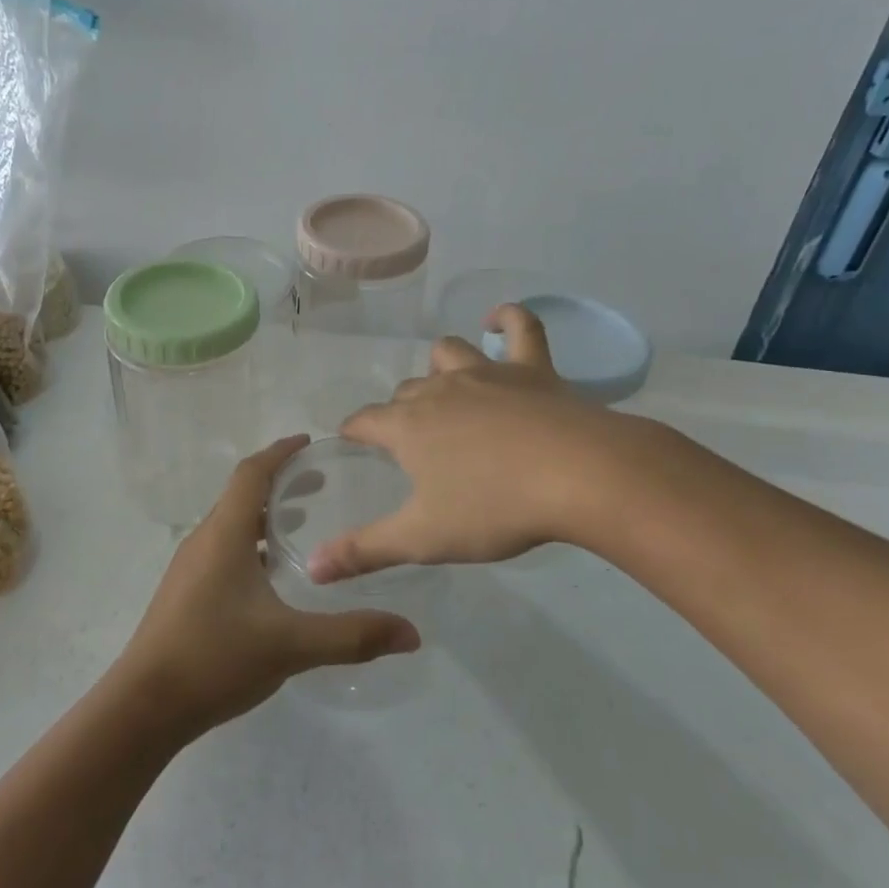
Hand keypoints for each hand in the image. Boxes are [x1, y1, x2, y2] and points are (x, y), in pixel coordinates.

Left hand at [116, 436, 421, 734]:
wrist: (143, 707)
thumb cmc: (214, 659)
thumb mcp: (290, 645)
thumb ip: (352, 635)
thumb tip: (411, 633)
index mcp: (224, 534)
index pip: (251, 473)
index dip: (280, 452)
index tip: (309, 442)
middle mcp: (203, 541)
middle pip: (241, 494)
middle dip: (280, 482)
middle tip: (322, 485)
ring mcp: (190, 568)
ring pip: (231, 524)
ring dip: (265, 515)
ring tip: (303, 524)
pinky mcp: (185, 593)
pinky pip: (223, 549)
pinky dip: (251, 543)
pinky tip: (272, 576)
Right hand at [309, 304, 630, 580]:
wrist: (578, 476)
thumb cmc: (494, 508)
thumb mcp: (423, 538)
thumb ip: (365, 551)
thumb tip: (309, 568)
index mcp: (409, 426)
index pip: (365, 420)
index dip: (354, 429)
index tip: (351, 439)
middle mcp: (440, 390)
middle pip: (407, 391)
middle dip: (400, 410)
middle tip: (412, 442)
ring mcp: (487, 373)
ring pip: (449, 354)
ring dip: (440, 366)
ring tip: (444, 386)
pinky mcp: (532, 369)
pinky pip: (521, 327)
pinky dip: (508, 319)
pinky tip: (498, 320)